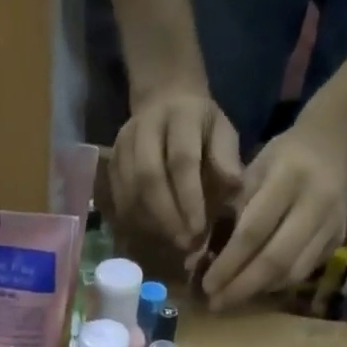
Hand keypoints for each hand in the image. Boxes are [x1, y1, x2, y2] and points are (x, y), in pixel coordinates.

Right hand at [110, 87, 243, 247]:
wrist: (165, 102)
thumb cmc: (201, 127)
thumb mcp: (222, 132)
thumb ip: (226, 159)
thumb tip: (234, 188)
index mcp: (181, 115)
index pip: (182, 161)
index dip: (189, 199)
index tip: (198, 231)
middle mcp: (146, 126)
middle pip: (148, 178)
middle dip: (167, 218)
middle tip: (184, 245)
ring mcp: (124, 144)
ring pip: (131, 193)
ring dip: (151, 225)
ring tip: (171, 243)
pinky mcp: (111, 163)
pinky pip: (120, 201)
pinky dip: (136, 223)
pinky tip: (154, 235)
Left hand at [199, 119, 346, 310]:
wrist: (334, 146)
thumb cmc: (281, 160)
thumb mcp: (250, 174)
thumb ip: (227, 216)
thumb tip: (196, 262)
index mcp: (288, 177)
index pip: (253, 232)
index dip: (228, 264)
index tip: (207, 285)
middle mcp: (314, 202)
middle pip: (275, 259)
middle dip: (241, 287)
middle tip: (216, 303)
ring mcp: (330, 224)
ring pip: (291, 272)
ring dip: (258, 290)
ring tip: (233, 298)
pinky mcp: (338, 240)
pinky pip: (303, 272)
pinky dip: (276, 284)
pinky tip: (257, 286)